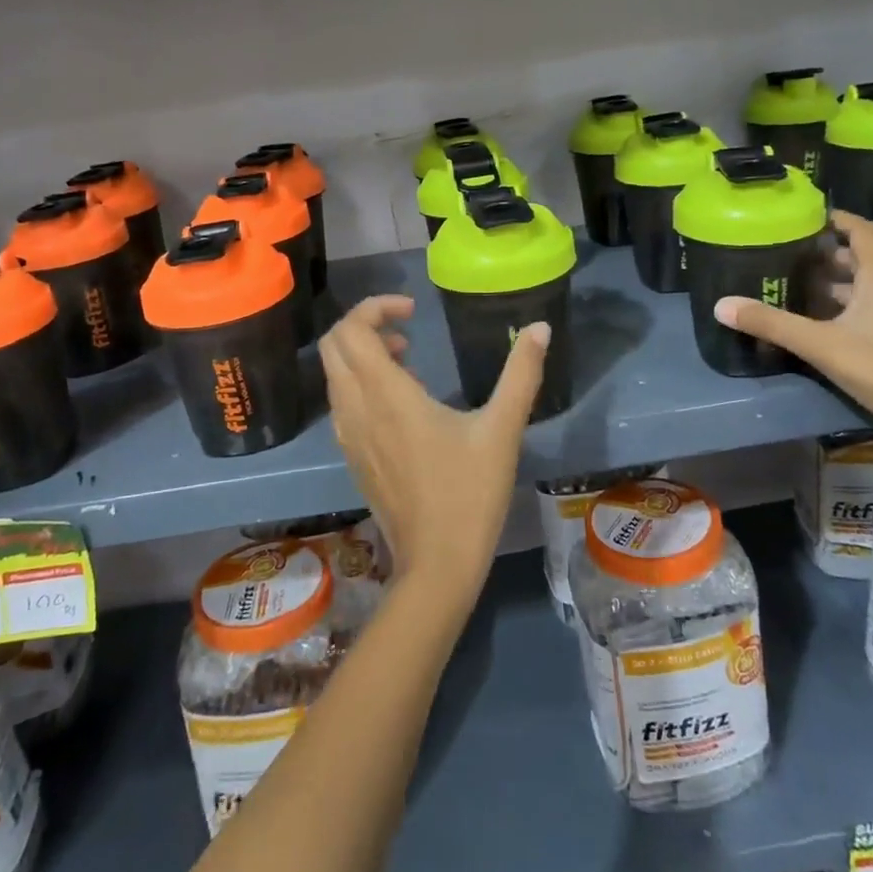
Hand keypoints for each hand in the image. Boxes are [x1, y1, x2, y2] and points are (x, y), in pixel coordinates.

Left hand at [319, 295, 549, 618]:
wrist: (437, 564)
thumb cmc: (469, 493)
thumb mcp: (502, 429)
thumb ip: (521, 374)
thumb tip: (539, 327)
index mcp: (386, 394)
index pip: (351, 330)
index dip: (374, 307)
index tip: (413, 310)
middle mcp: (356, 409)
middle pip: (333, 346)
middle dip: (363, 325)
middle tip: (407, 331)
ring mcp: (348, 435)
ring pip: (334, 375)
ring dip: (361, 355)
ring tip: (409, 361)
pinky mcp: (352, 456)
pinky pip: (342, 402)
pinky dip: (360, 383)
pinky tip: (402, 403)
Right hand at [713, 211, 872, 481]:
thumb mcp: (821, 345)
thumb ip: (772, 324)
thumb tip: (722, 305)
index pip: (864, 233)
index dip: (840, 220)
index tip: (813, 216)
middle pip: (866, 262)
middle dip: (832, 258)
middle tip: (795, 259)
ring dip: (843, 286)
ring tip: (806, 293)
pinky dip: (857, 307)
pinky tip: (834, 327)